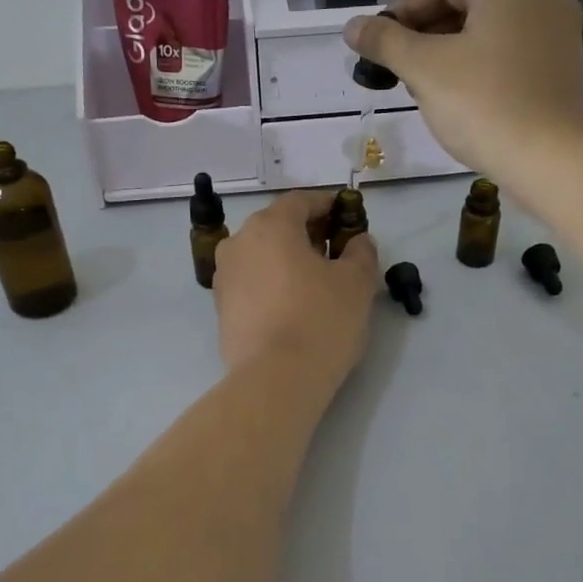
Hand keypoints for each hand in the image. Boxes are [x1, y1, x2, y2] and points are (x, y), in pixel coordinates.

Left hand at [213, 190, 379, 390]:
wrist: (275, 380)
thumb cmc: (321, 320)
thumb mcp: (357, 282)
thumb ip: (361, 252)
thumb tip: (358, 241)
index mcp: (270, 226)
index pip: (300, 201)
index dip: (327, 205)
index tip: (347, 217)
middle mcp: (239, 243)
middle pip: (276, 226)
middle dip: (306, 233)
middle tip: (335, 251)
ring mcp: (224, 277)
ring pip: (261, 255)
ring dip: (287, 259)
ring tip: (315, 281)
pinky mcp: (221, 309)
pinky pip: (252, 283)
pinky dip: (272, 284)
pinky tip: (293, 305)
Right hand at [343, 0, 582, 184]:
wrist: (552, 159)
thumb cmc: (484, 103)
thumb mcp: (424, 69)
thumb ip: (385, 41)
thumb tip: (352, 26)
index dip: (401, 12)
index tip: (377, 45)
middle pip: (466, 4)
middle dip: (425, 34)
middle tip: (396, 69)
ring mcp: (558, 30)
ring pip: (487, 30)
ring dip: (448, 52)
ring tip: (423, 87)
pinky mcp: (564, 65)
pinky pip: (509, 52)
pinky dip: (479, 66)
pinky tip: (460, 98)